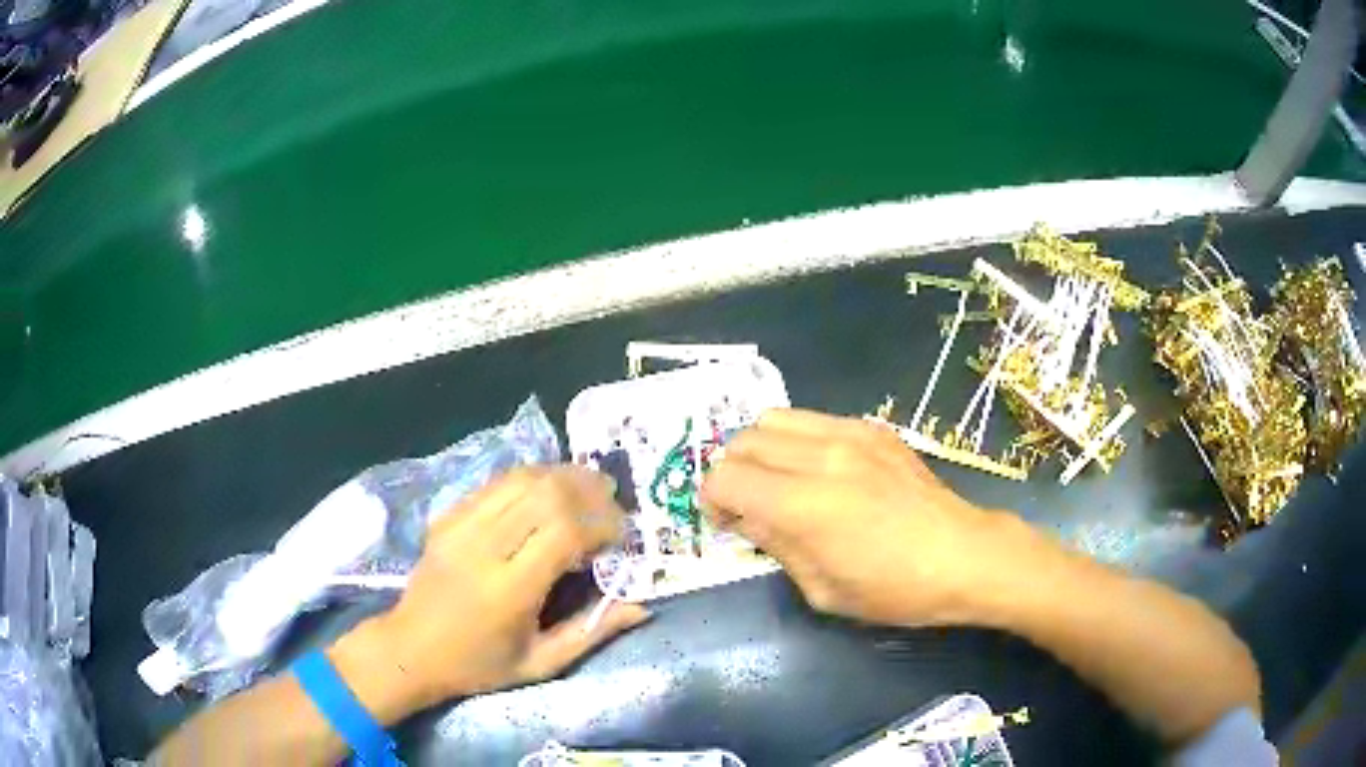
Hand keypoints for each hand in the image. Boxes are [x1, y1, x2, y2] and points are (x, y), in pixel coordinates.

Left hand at [330, 466, 649, 720]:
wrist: (410, 649)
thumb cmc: (479, 665)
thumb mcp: (541, 663)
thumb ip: (593, 632)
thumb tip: (642, 607)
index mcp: (509, 589)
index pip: (564, 531)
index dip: (601, 523)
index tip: (622, 534)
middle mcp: (483, 547)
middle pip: (545, 493)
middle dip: (589, 490)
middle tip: (613, 502)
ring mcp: (460, 524)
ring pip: (521, 478)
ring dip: (563, 475)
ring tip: (590, 487)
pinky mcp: (448, 515)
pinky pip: (497, 483)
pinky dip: (532, 478)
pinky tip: (550, 488)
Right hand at [701, 409, 1020, 627]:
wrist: (962, 556)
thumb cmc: (892, 589)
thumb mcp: (822, 589)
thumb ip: (776, 545)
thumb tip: (746, 516)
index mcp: (802, 504)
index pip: (724, 477)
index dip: (712, 500)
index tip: (727, 521)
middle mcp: (820, 456)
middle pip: (743, 441)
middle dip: (732, 473)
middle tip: (750, 504)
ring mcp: (850, 434)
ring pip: (773, 418)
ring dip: (762, 449)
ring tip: (780, 480)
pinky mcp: (873, 428)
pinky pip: (814, 418)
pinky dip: (799, 440)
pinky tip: (821, 470)